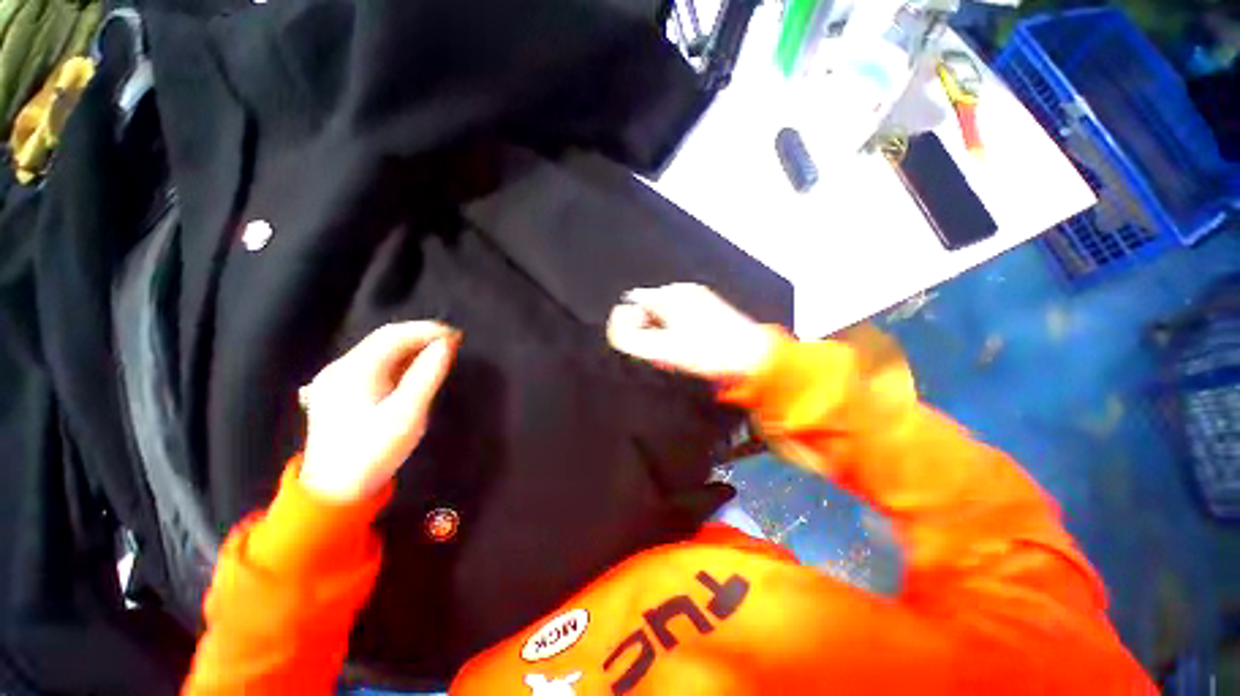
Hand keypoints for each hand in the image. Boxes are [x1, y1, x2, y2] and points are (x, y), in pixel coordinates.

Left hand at [298, 322, 459, 502]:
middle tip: (452, 342)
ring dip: (411, 347)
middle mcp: (341, 367)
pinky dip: (399, 360)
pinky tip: (414, 367)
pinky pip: (374, 364)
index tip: (456, 336)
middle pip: (384, 339)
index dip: (427, 330)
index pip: (394, 335)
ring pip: (379, 350)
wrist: (335, 490)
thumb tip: (446, 345)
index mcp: (354, 371)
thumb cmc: (374, 452)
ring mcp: (336, 378)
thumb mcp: (408, 414)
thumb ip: (427, 375)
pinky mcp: (339, 390)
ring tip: (440, 352)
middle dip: (421, 335)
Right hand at [606, 283, 775, 382]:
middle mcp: (685, 290)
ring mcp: (700, 297)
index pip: (635, 301)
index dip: (632, 322)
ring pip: (666, 312)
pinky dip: (678, 328)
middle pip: (651, 306)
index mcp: (671, 295)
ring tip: (677, 350)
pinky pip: (682, 315)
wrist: (751, 358)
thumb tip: (617, 328)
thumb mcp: (663, 350)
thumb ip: (632, 339)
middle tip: (660, 350)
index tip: (643, 343)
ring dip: (663, 329)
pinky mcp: (710, 307)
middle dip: (648, 326)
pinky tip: (690, 345)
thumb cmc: (707, 353)